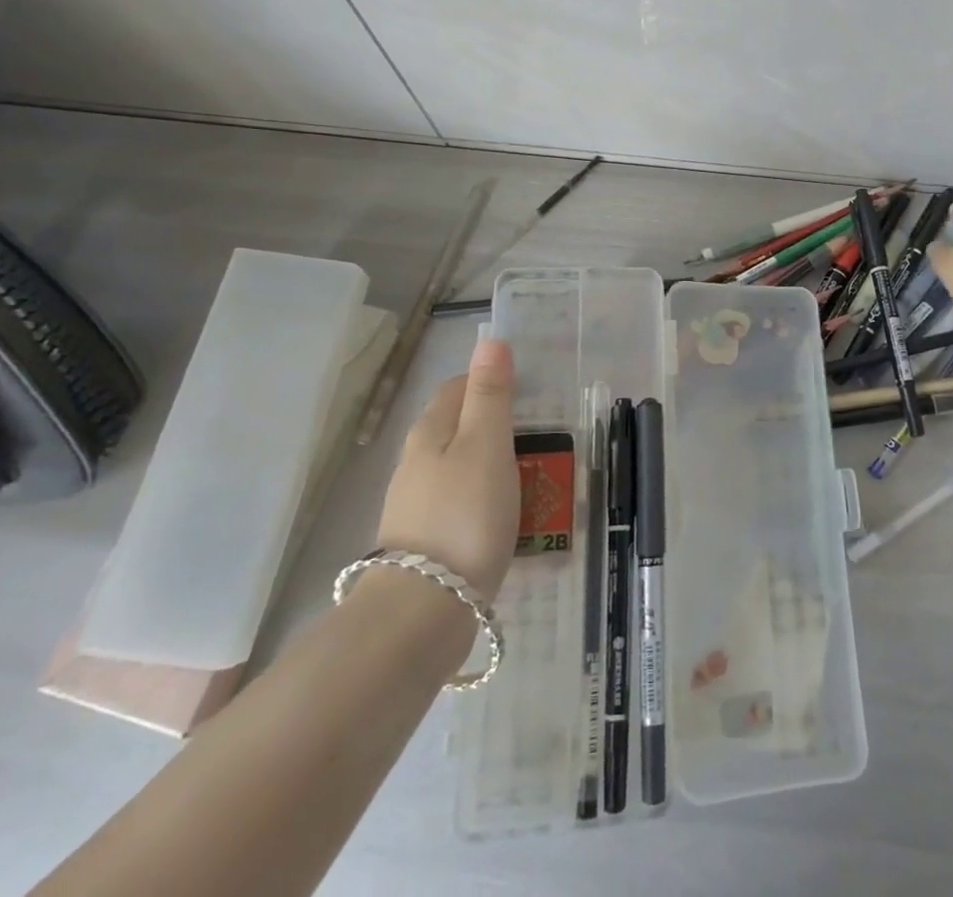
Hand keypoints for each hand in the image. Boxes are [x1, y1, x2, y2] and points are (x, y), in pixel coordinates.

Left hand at [376, 338, 519, 602]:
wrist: (422, 612)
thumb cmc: (464, 515)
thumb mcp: (487, 445)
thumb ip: (490, 394)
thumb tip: (490, 339)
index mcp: (430, 431)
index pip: (457, 387)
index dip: (490, 382)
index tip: (527, 392)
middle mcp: (415, 462)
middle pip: (456, 427)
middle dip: (493, 424)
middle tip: (537, 435)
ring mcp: (415, 504)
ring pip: (458, 467)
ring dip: (490, 464)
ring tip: (529, 477)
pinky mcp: (424, 542)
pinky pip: (459, 503)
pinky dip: (483, 500)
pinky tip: (504, 517)